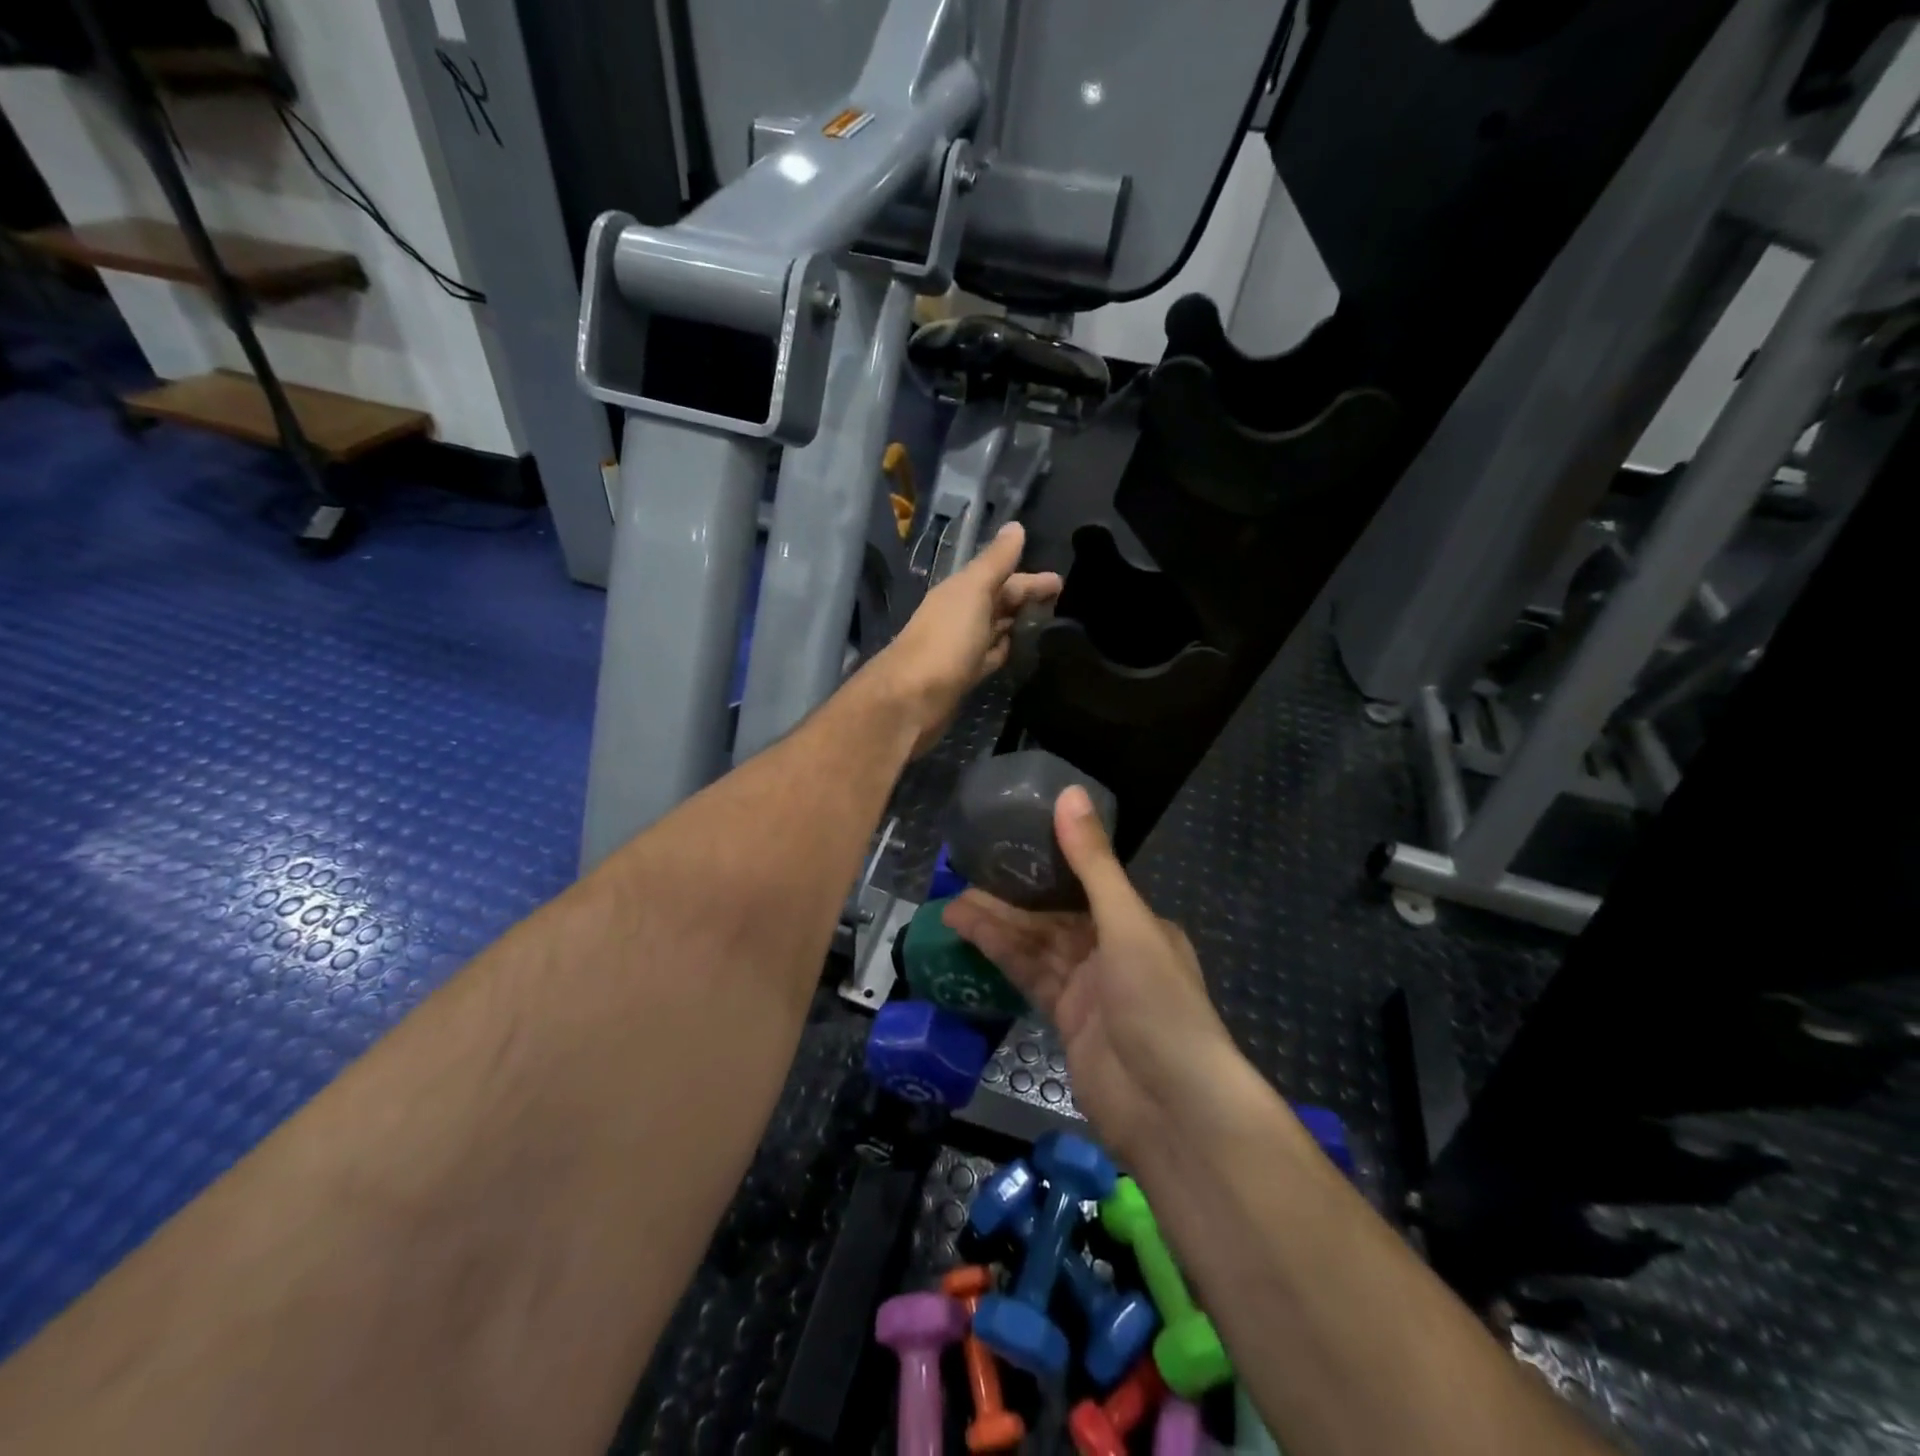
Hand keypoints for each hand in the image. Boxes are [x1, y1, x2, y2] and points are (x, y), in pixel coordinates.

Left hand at [868, 522, 1060, 756]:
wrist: (912, 698)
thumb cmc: (946, 640)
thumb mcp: (974, 592)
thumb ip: (995, 562)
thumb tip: (1016, 526)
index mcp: (961, 592)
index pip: (1001, 578)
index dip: (1031, 579)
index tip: (1062, 583)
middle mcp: (960, 615)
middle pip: (999, 602)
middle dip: (1027, 600)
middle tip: (1063, 605)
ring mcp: (961, 648)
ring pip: (995, 630)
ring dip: (1018, 625)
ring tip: (1050, 627)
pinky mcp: (964, 677)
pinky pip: (991, 657)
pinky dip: (1006, 651)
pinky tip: (1022, 653)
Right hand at [941, 787, 1241, 1162]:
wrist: (1171, 1109)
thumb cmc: (1158, 1004)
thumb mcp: (1126, 923)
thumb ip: (1092, 862)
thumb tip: (1069, 793)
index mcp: (1136, 923)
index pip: (1083, 883)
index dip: (1043, 864)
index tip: (1004, 846)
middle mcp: (1113, 951)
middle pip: (1052, 916)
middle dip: (1010, 899)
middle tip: (961, 879)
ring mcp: (1089, 990)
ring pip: (1036, 947)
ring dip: (997, 928)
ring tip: (951, 908)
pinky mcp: (1066, 1022)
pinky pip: (1030, 979)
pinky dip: (1002, 959)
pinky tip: (970, 940)